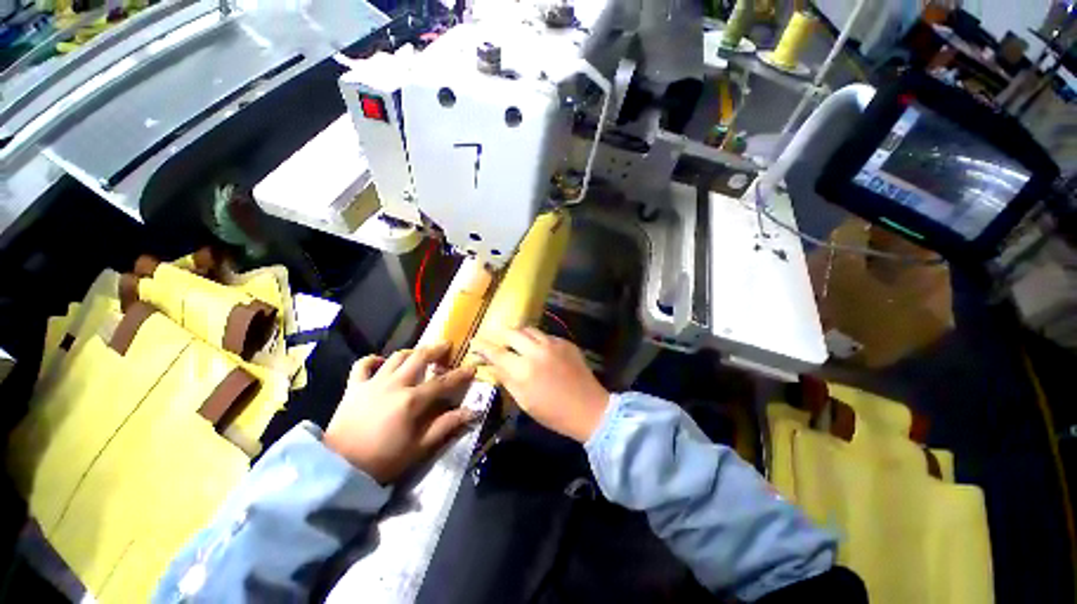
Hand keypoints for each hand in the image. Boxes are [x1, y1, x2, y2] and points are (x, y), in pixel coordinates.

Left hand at [325, 342, 476, 483]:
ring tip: (419, 354)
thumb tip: (471, 412)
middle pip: (419, 357)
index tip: (472, 368)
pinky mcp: (354, 387)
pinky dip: (373, 360)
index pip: (443, 382)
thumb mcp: (419, 447)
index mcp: (412, 400)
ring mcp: (373, 383)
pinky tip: (381, 362)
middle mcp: (395, 384)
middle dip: (436, 349)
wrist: (338, 468)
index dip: (460, 374)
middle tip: (446, 345)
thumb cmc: (383, 460)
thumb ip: (445, 426)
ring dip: (411, 352)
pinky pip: (363, 364)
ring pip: (395, 357)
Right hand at [473, 327, 608, 442]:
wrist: (589, 408)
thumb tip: (493, 365)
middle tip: (495, 338)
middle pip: (512, 333)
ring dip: (518, 333)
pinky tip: (537, 347)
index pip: (496, 352)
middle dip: (500, 333)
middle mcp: (536, 351)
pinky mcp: (565, 342)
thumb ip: (507, 379)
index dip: (483, 346)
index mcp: (523, 370)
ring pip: (529, 329)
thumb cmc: (553, 412)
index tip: (474, 342)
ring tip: (514, 340)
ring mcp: (553, 344)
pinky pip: (544, 334)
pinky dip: (536, 338)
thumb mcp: (524, 401)